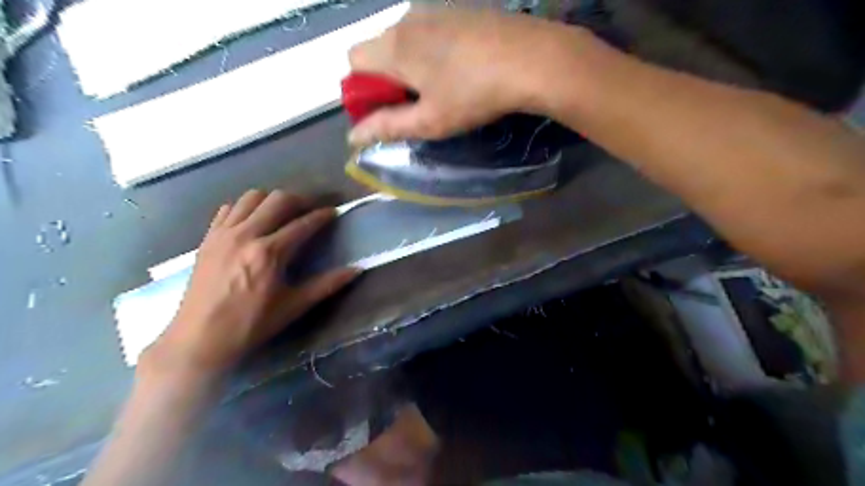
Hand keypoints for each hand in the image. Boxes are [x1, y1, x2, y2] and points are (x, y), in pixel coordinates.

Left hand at [145, 190, 357, 379]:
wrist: (199, 339)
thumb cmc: (251, 324)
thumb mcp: (294, 306)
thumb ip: (327, 284)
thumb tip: (357, 270)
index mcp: (270, 253)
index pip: (303, 224)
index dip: (323, 216)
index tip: (334, 212)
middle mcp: (246, 235)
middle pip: (278, 200)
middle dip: (299, 200)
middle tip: (310, 210)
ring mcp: (223, 234)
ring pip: (252, 197)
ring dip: (272, 200)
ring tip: (282, 213)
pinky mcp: (208, 238)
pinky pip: (229, 208)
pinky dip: (245, 208)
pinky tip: (253, 222)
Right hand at [347, 5, 588, 144]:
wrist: (532, 59)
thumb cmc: (474, 95)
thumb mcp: (430, 121)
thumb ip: (388, 126)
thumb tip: (353, 137)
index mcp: (394, 46)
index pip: (353, 62)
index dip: (363, 90)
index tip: (387, 109)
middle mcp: (407, 20)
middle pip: (378, 49)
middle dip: (386, 79)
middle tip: (417, 104)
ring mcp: (435, 10)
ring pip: (405, 40)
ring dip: (410, 65)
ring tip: (442, 88)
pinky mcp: (459, 10)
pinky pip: (430, 31)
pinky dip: (431, 52)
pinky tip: (459, 69)